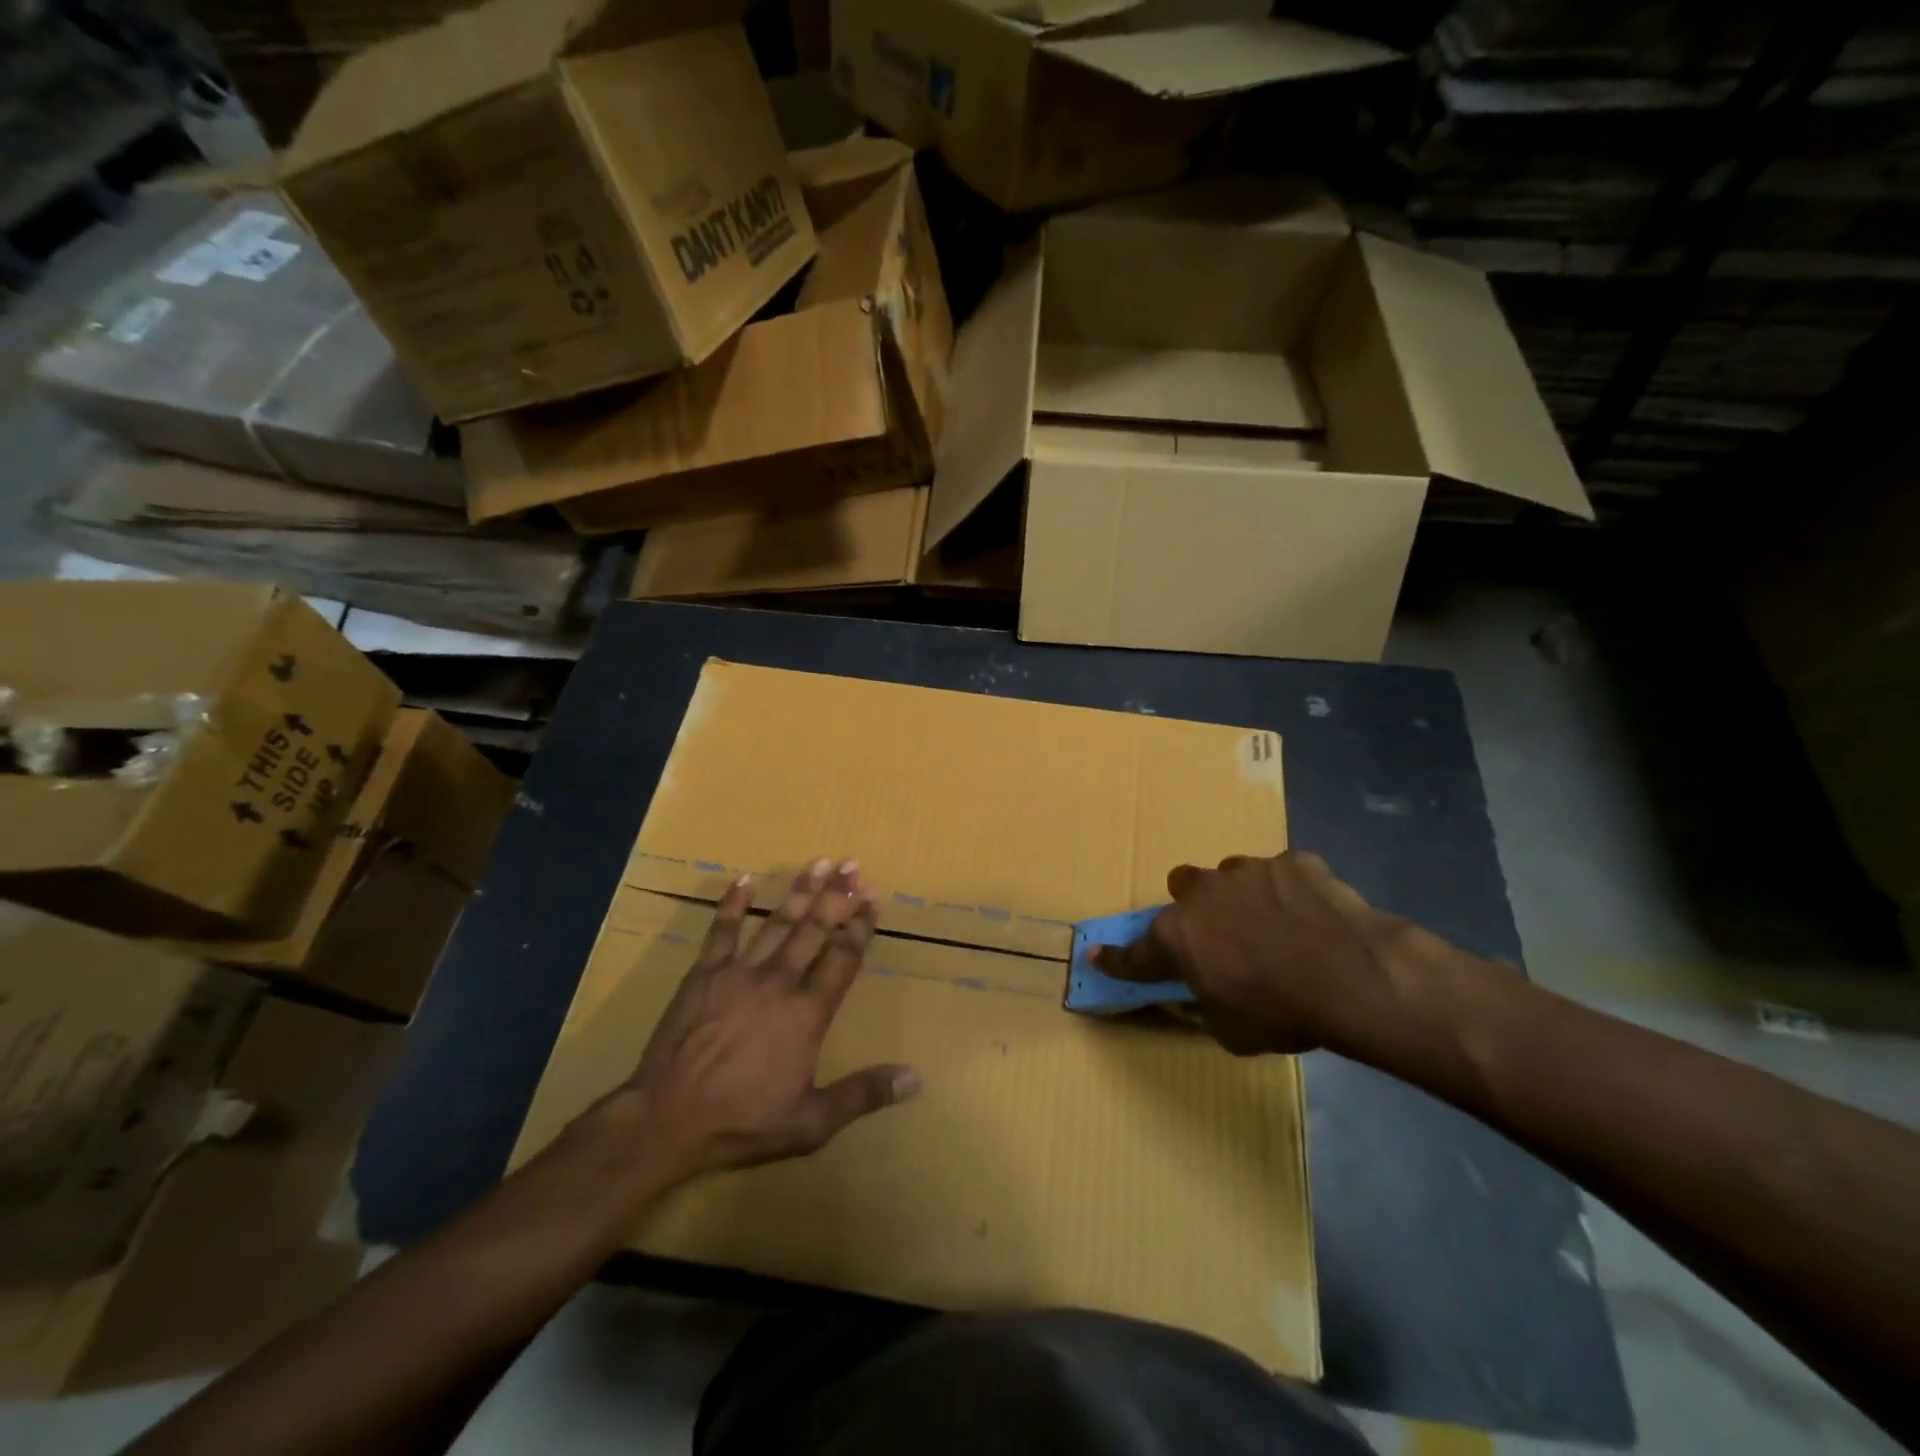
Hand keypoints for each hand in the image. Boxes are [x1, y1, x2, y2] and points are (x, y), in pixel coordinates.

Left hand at [622, 858, 918, 1176]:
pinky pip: (722, 930)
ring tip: (818, 862)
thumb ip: (863, 1094)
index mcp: (808, 1013)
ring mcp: (739, 973)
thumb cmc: (742, 1121)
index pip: (842, 958)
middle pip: (814, 930)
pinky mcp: (704, 973)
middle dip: (836, 896)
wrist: (667, 1120)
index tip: (873, 896)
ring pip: (776, 922)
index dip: (860, 926)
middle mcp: (779, 982)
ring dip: (799, 891)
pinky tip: (743, 879)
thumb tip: (915, 1078)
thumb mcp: (811, 1122)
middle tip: (852, 864)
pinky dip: (732, 904)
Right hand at [1091, 852, 1408, 1054]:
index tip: (1096, 955)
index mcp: (1177, 935)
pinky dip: (1289, 893)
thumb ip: (1205, 1004)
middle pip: (1182, 887)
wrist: (1355, 976)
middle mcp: (1203, 893)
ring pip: (1230, 876)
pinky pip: (1282, 874)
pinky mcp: (1293, 861)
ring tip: (1275, 926)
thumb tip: (1202, 994)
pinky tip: (1314, 916)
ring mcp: (1248, 870)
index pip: (1135, 952)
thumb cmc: (1282, 1011)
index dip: (1116, 959)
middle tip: (1220, 936)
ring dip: (1241, 897)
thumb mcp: (1230, 1031)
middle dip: (1194, 908)